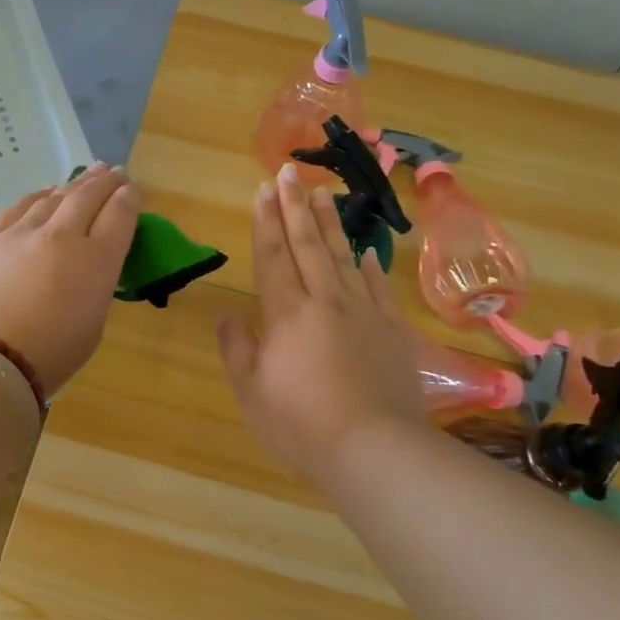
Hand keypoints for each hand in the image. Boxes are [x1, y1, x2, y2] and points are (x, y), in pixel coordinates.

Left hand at [0, 163, 140, 392]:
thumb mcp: (93, 324)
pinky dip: (39, 196)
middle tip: (114, 172)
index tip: (132, 189)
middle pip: (89, 195)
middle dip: (105, 181)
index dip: (129, 198)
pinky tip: (45, 193)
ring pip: (55, 195)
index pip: (120, 214)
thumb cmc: (49, 355)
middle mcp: (63, 236)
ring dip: (74, 183)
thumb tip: (89, 265)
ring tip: (86, 176)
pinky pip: (21, 206)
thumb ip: (96, 285)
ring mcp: (24, 232)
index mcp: (97, 260)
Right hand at [217, 164, 422, 482]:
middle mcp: (326, 301)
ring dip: (331, 224)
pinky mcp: (392, 331)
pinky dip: (372, 267)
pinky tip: (368, 252)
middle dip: (295, 206)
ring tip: (324, 194)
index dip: (265, 220)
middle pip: (308, 244)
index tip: (263, 188)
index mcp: (287, 313)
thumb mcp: (251, 392)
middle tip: (289, 171)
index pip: (273, 255)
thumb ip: (236, 349)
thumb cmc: (301, 424)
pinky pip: (380, 289)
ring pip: (344, 257)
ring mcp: (364, 313)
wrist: (374, 449)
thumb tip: (226, 315)